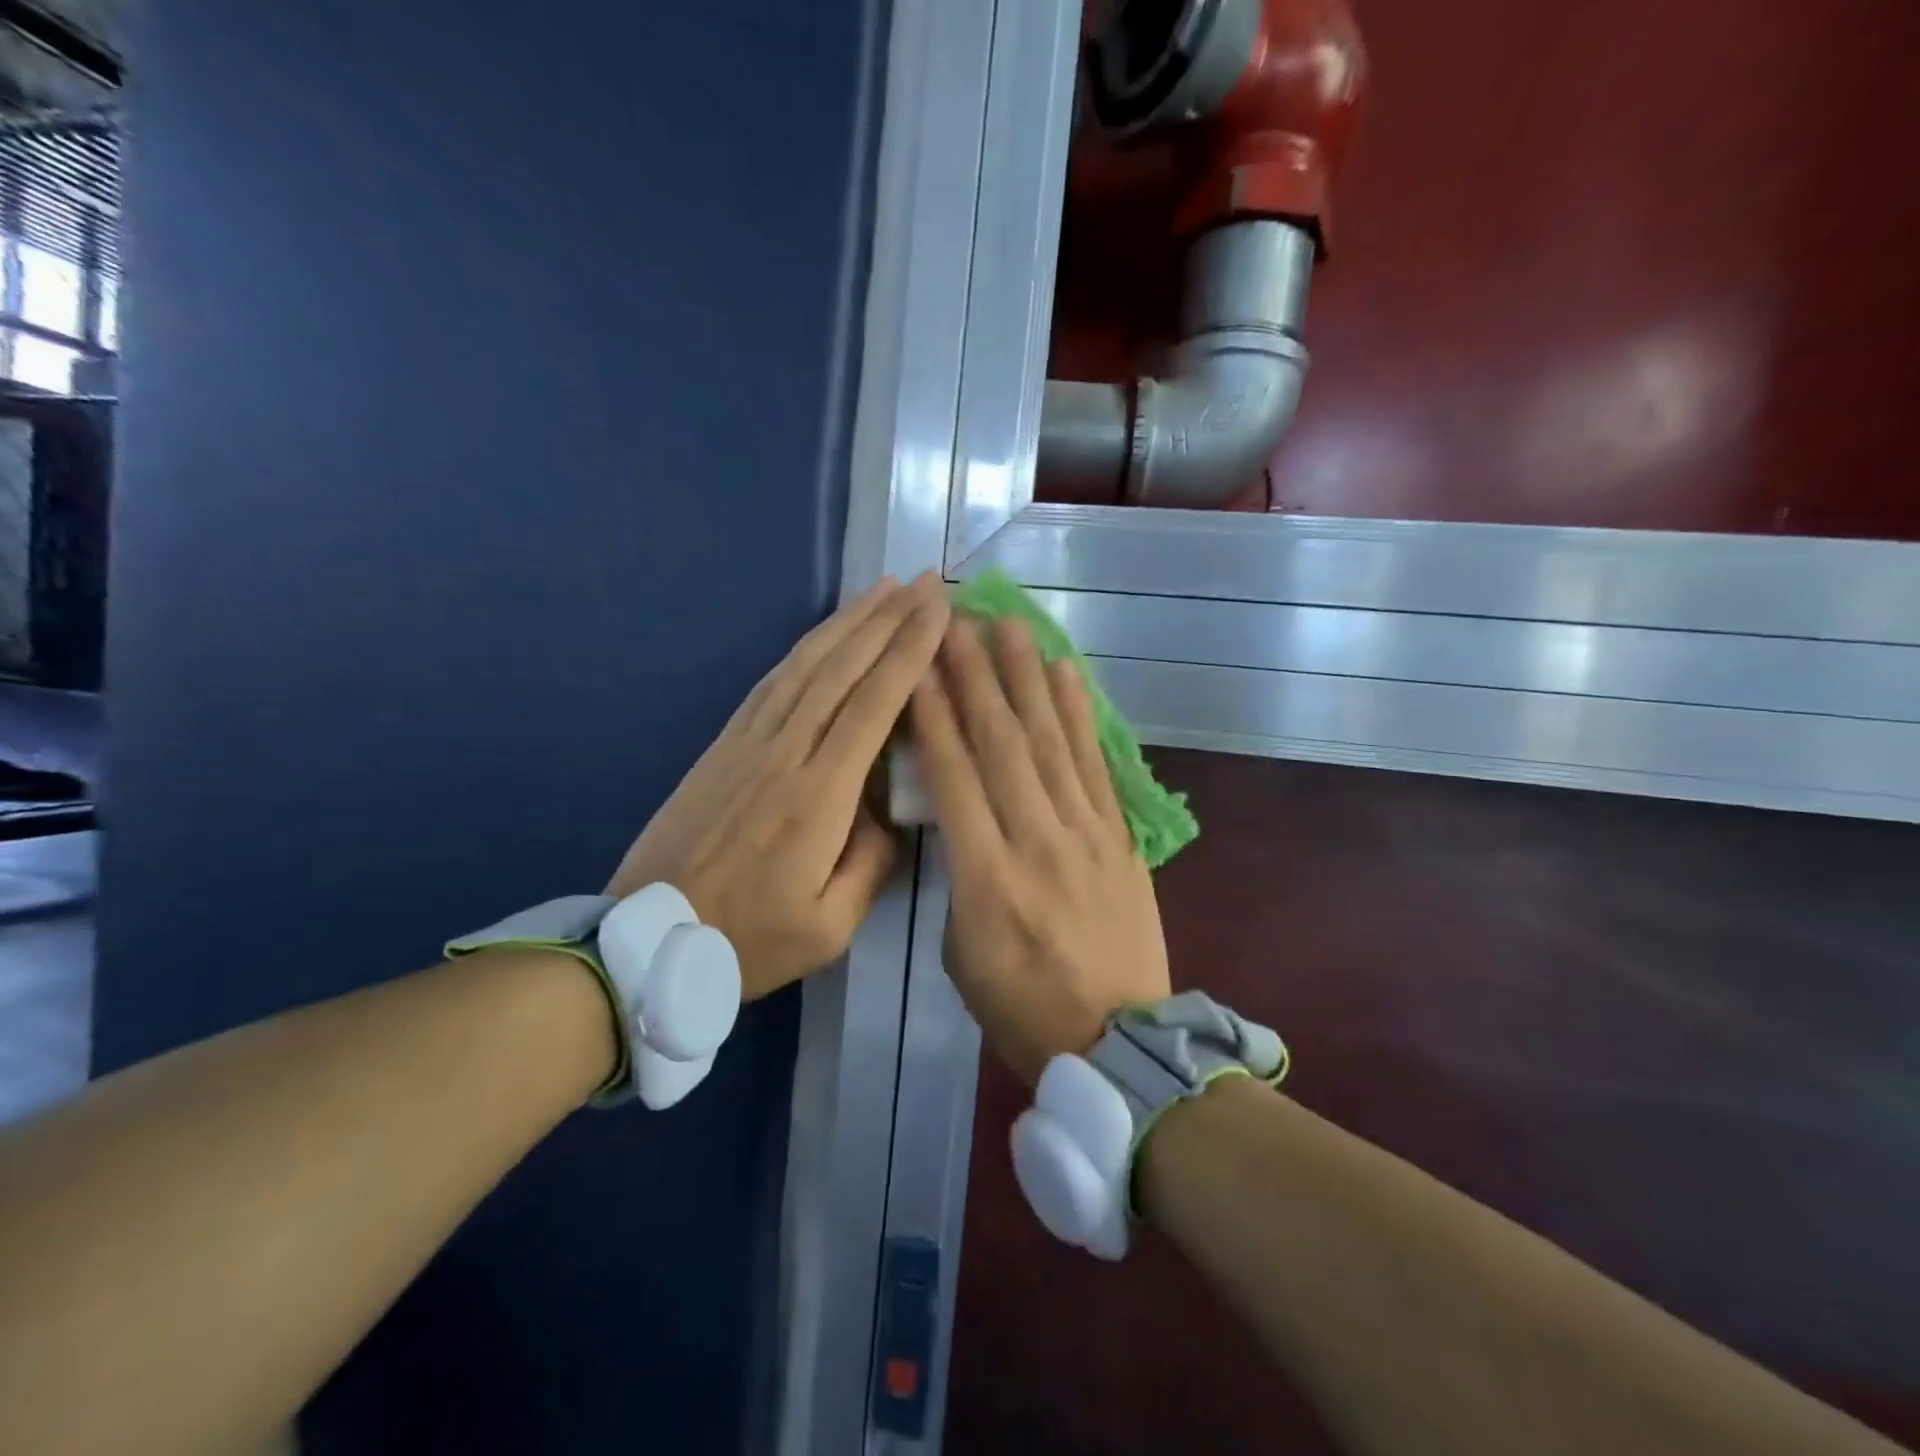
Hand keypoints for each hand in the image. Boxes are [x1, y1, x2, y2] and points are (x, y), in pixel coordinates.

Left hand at [609, 573, 948, 999]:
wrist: (646, 940)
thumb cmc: (746, 940)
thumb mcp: (829, 926)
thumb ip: (871, 863)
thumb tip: (890, 812)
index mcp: (818, 796)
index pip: (873, 705)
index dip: (909, 653)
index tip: (939, 612)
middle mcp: (785, 752)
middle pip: (842, 669)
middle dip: (888, 620)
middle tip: (924, 582)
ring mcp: (748, 742)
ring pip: (804, 665)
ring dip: (847, 622)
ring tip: (882, 590)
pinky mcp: (724, 745)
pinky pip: (772, 682)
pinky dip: (805, 648)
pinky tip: (825, 634)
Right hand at [909, 617, 1170, 1083]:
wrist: (1118, 1041)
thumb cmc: (1022, 1007)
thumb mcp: (961, 953)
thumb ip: (958, 878)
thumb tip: (960, 823)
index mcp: (986, 877)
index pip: (954, 776)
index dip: (933, 714)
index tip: (917, 663)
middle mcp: (1037, 840)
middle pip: (1001, 743)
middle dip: (975, 676)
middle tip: (957, 621)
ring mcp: (1085, 833)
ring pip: (1051, 742)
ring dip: (1028, 679)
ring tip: (1010, 626)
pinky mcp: (1120, 836)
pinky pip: (1096, 765)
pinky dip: (1080, 716)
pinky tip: (1067, 675)